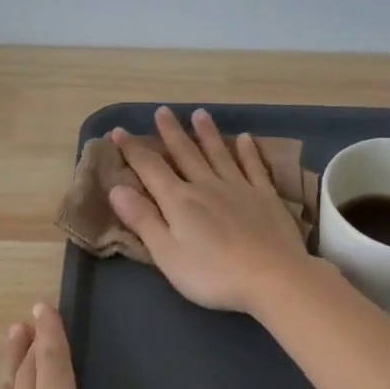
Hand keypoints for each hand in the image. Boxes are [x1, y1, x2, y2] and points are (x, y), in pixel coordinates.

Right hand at [106, 106, 315, 314]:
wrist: (273, 278)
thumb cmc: (213, 274)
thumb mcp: (167, 254)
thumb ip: (143, 220)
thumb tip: (116, 188)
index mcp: (179, 201)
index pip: (150, 168)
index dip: (133, 150)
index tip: (118, 132)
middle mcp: (207, 185)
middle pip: (185, 153)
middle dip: (171, 132)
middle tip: (162, 111)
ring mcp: (239, 188)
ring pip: (219, 153)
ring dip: (207, 133)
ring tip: (200, 114)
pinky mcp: (266, 196)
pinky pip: (254, 167)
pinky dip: (248, 151)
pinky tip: (246, 139)